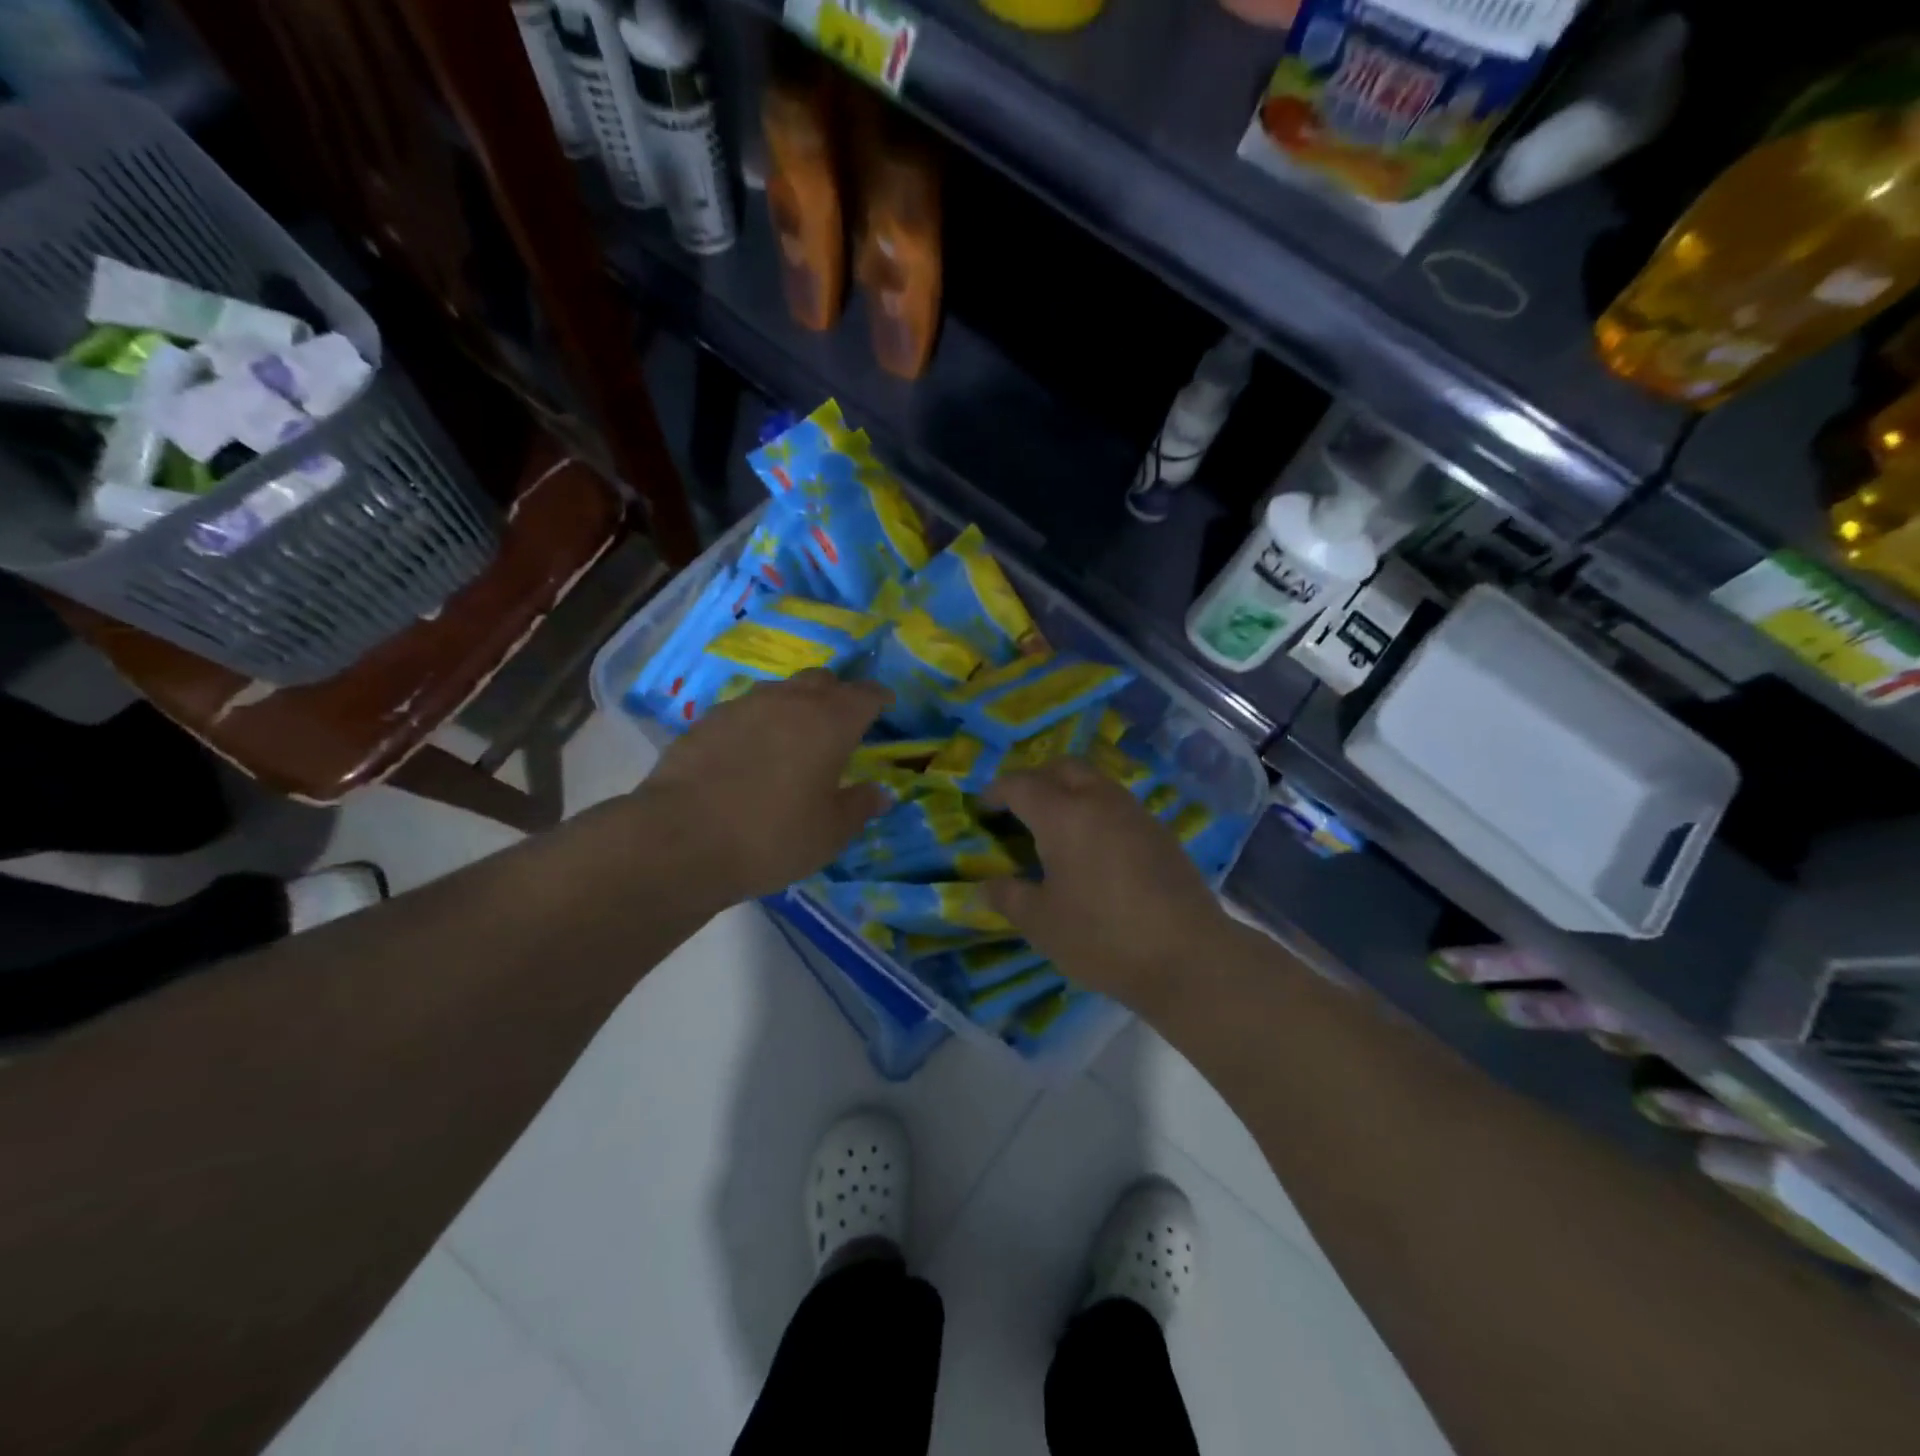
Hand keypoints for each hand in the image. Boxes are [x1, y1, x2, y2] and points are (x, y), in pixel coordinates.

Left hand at [632, 670, 892, 906]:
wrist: (681, 840)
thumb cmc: (773, 837)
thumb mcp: (830, 833)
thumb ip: (860, 807)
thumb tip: (881, 793)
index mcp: (831, 721)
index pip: (865, 694)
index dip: (879, 697)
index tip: (886, 704)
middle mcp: (790, 701)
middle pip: (822, 680)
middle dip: (838, 694)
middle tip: (842, 720)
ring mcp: (744, 706)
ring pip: (781, 691)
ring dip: (796, 705)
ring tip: (796, 735)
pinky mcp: (706, 721)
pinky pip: (745, 711)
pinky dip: (759, 722)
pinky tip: (752, 751)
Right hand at [981, 760, 1232, 1008]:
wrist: (1188, 956)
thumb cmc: (1103, 936)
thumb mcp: (1041, 923)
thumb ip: (1008, 897)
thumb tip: (984, 887)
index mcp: (1063, 815)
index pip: (1020, 785)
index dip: (996, 792)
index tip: (983, 807)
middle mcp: (1099, 800)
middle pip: (1062, 767)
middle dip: (1035, 779)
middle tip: (1019, 807)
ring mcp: (1135, 813)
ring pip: (1094, 781)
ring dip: (1069, 790)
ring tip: (1055, 826)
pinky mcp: (1160, 832)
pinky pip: (1117, 804)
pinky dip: (1095, 810)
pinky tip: (1093, 847)